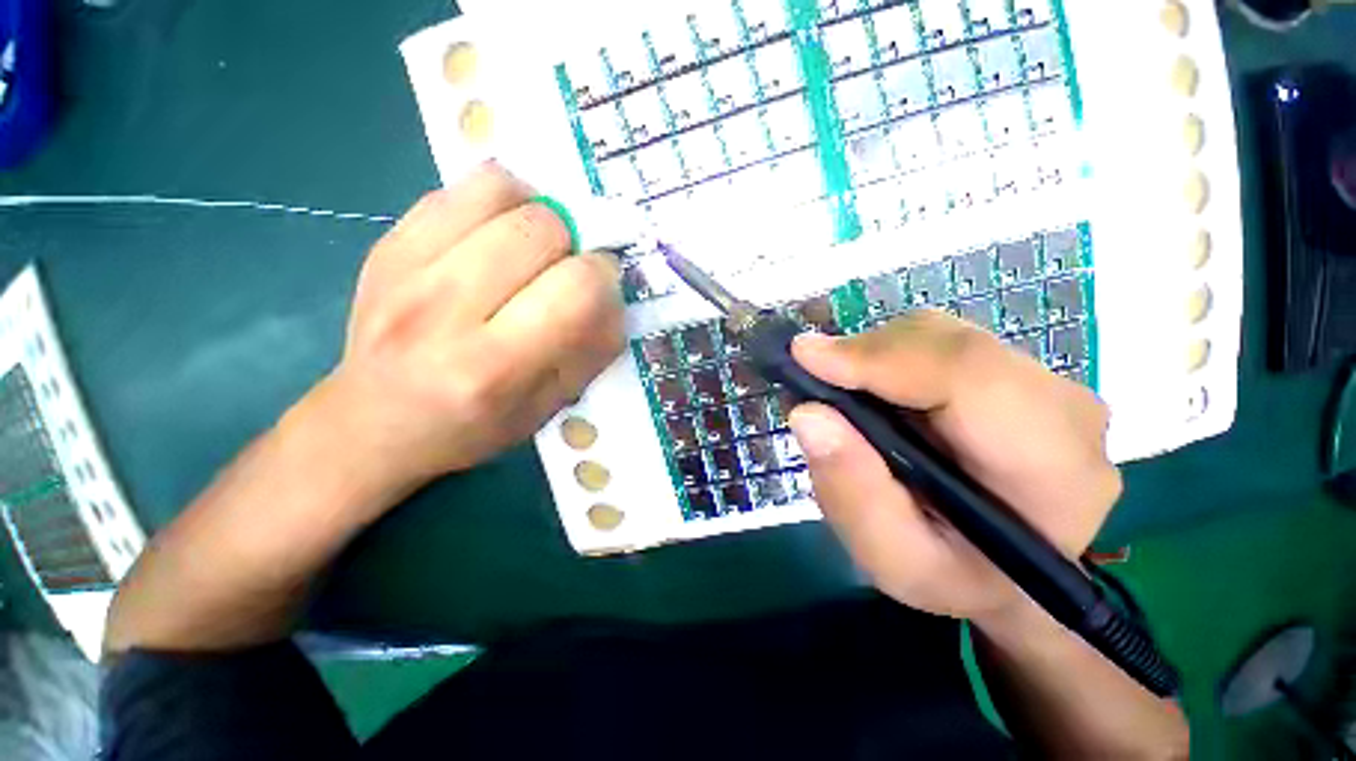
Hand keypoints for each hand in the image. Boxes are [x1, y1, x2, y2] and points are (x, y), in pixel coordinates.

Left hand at [319, 163, 624, 496]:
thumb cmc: (472, 427)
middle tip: (564, 270)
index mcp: (493, 367)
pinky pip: (457, 188)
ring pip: (500, 191)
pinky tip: (495, 236)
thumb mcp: (548, 407)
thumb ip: (592, 350)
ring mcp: (404, 269)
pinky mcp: (385, 243)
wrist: (373, 423)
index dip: (603, 280)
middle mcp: (444, 311)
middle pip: (541, 229)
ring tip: (532, 247)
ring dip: (535, 214)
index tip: (600, 288)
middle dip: (572, 245)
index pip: (576, 290)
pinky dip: (494, 202)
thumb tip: (614, 294)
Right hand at [786, 309, 1119, 626]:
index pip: (969, 377)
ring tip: (842, 396)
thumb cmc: (954, 577)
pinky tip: (872, 391)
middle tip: (812, 381)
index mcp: (1053, 470)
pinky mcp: (1016, 371)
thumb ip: (853, 493)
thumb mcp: (892, 558)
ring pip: (940, 335)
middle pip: (949, 345)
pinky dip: (889, 357)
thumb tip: (809, 414)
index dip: (880, 358)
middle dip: (865, 356)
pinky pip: (939, 342)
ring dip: (875, 357)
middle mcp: (1064, 410)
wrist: (1009, 572)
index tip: (806, 358)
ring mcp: (1045, 382)